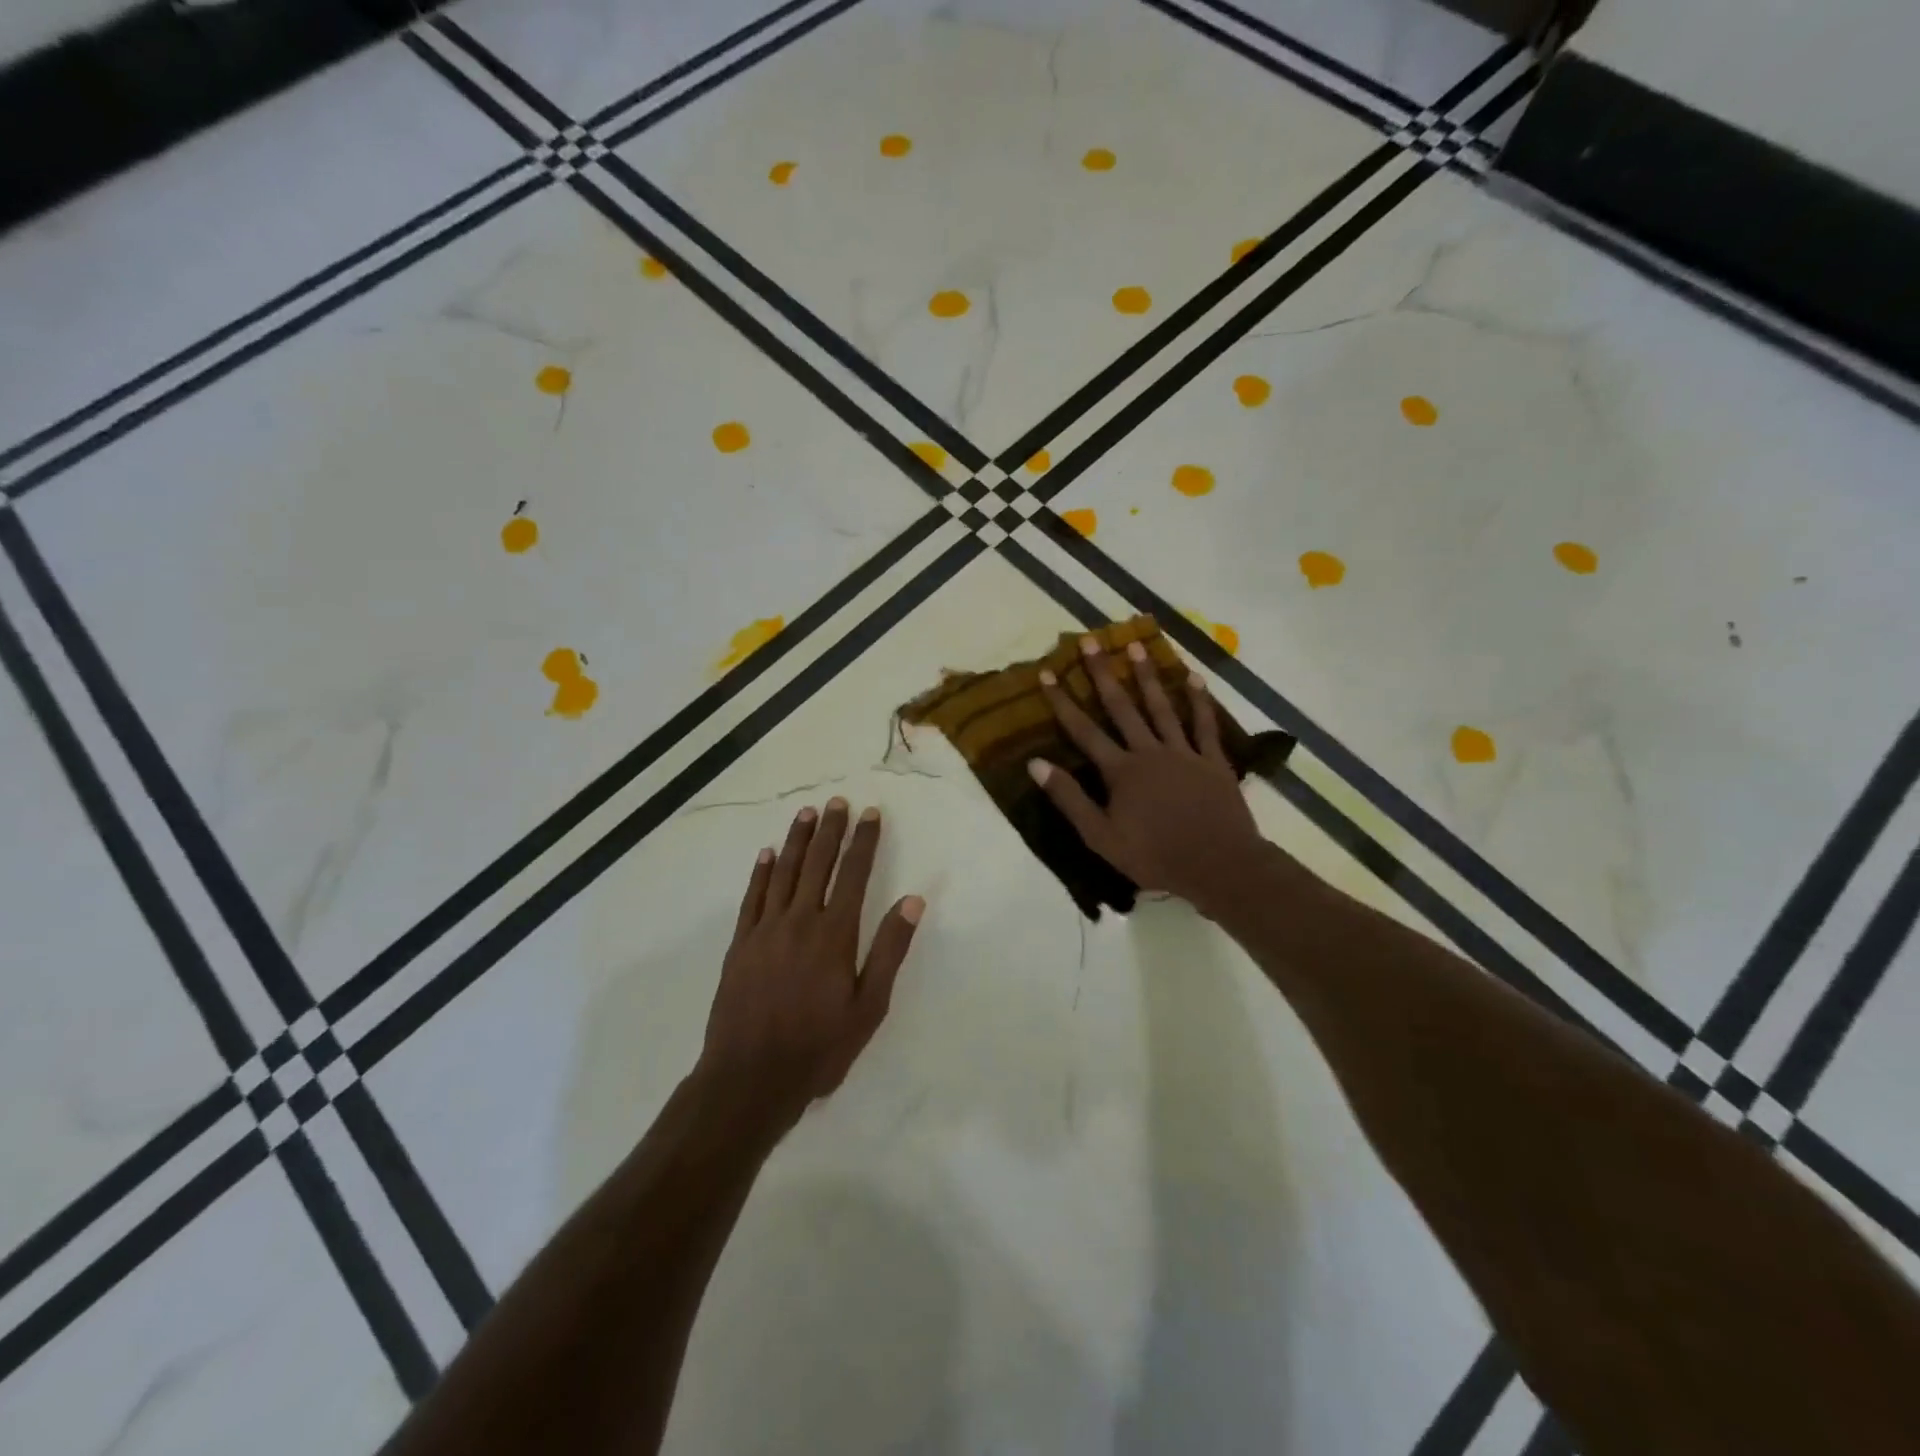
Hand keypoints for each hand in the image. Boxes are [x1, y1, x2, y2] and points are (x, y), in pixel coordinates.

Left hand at [698, 798, 923, 1135]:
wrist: (750, 1078)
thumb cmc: (819, 1047)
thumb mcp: (869, 1007)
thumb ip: (890, 950)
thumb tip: (913, 901)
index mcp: (835, 934)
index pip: (853, 874)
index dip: (864, 841)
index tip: (871, 814)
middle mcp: (800, 920)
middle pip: (817, 864)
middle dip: (830, 830)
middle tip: (837, 801)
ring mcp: (765, 930)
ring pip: (783, 872)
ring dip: (796, 840)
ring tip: (806, 814)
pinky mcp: (740, 944)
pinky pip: (752, 897)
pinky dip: (761, 872)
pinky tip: (767, 854)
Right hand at [1029, 637, 1265, 911]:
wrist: (1218, 866)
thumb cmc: (1155, 856)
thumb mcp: (1101, 836)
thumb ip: (1069, 798)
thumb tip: (1035, 763)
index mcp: (1121, 771)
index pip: (1083, 730)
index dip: (1063, 701)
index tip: (1047, 673)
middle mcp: (1149, 752)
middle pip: (1121, 707)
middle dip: (1102, 674)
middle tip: (1091, 641)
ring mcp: (1184, 753)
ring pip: (1161, 707)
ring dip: (1147, 676)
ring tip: (1136, 646)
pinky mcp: (1213, 761)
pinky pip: (1205, 725)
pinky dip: (1199, 701)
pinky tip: (1194, 678)